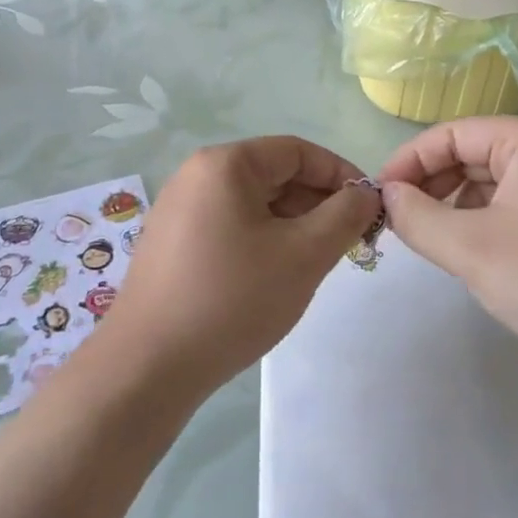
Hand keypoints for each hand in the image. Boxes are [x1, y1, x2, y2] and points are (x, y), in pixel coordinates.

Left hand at [102, 137, 381, 394]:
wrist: (147, 366)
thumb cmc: (232, 298)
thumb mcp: (303, 255)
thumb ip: (344, 216)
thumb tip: (365, 193)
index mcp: (225, 163)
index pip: (297, 151)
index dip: (339, 174)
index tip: (369, 209)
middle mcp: (197, 174)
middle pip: (274, 174)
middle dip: (317, 203)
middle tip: (348, 242)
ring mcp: (180, 208)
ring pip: (253, 202)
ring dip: (292, 224)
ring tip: (316, 262)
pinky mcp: (172, 241)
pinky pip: (230, 224)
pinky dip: (262, 239)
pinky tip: (275, 276)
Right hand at [377, 118, 517, 386]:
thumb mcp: (472, 249)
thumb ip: (418, 217)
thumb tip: (388, 196)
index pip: (453, 133)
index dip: (410, 161)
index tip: (380, 195)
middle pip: (473, 153)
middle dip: (432, 185)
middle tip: (399, 220)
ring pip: (491, 181)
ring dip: (455, 205)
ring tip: (431, 239)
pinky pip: (514, 202)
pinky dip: (484, 220)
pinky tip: (470, 250)